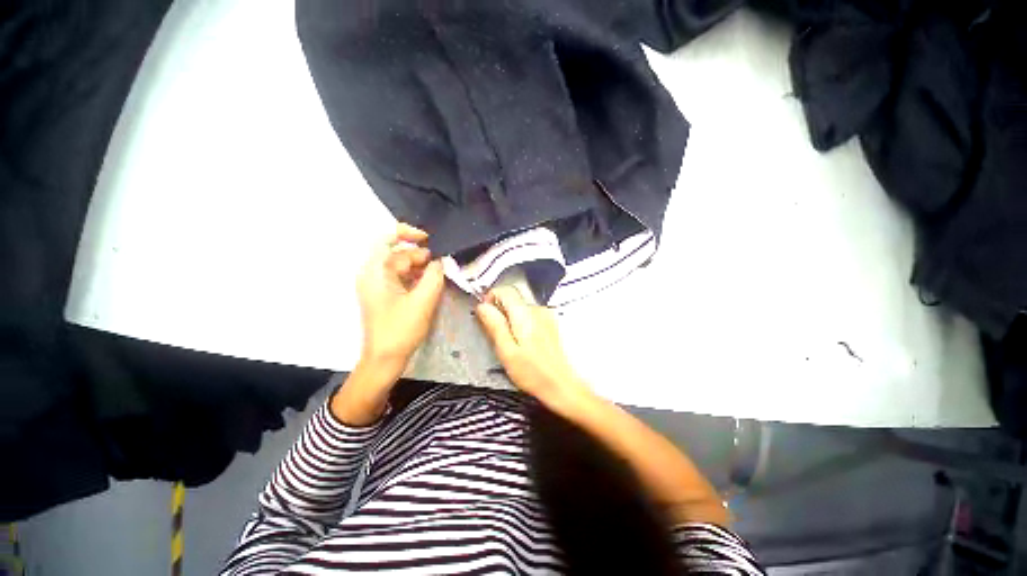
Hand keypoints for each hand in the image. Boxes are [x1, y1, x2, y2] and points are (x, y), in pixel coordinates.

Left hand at [356, 223, 444, 373]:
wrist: (384, 359)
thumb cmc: (401, 329)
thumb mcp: (423, 300)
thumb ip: (434, 276)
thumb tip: (440, 261)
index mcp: (375, 271)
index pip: (386, 238)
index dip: (408, 233)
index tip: (429, 240)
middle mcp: (372, 274)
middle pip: (398, 253)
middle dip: (421, 256)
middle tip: (441, 266)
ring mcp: (377, 285)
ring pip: (402, 266)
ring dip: (420, 268)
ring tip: (439, 277)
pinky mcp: (384, 295)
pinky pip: (401, 278)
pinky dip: (416, 278)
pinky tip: (430, 285)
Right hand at [475, 286, 591, 412]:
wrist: (564, 385)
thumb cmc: (533, 372)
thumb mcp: (506, 351)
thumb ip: (494, 325)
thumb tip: (482, 307)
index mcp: (524, 314)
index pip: (505, 290)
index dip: (491, 298)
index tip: (485, 315)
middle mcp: (538, 310)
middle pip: (513, 299)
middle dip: (501, 312)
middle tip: (498, 336)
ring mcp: (547, 316)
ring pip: (522, 309)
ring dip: (513, 320)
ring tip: (513, 344)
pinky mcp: (552, 324)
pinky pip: (531, 317)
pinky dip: (524, 325)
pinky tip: (526, 345)